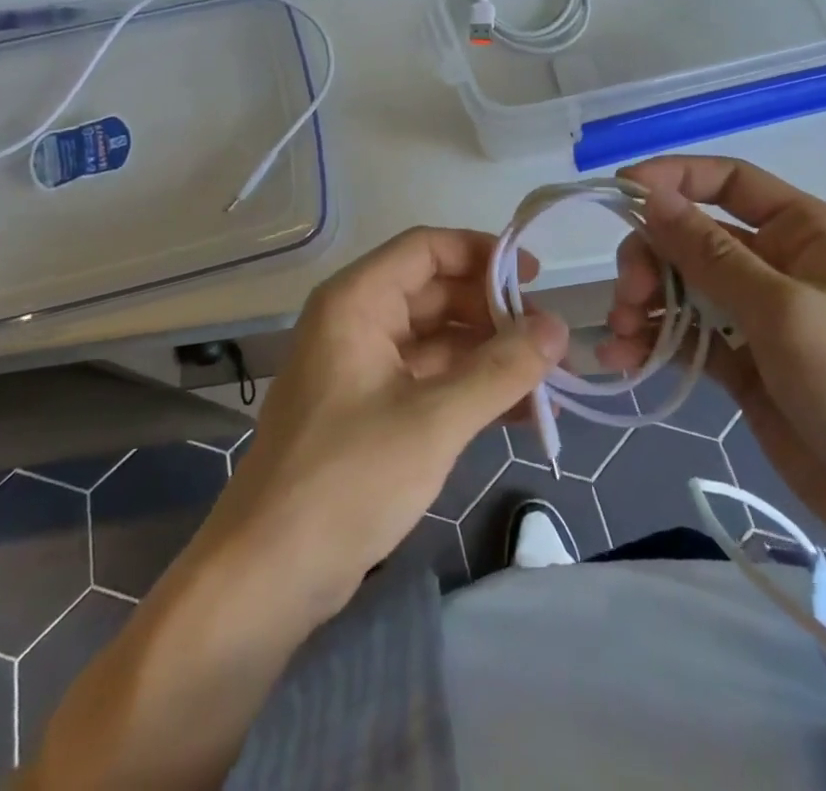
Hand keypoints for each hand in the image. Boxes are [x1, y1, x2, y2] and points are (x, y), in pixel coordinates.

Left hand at [197, 227, 567, 619]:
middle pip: (436, 292)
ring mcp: (363, 367)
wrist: (267, 577)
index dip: (482, 253)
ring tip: (550, 383)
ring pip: (438, 340)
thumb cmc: (347, 479)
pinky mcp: (371, 410)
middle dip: (495, 314)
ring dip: (491, 357)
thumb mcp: (434, 421)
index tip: (535, 278)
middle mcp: (357, 321)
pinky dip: (472, 390)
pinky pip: (430, 379)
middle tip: (551, 342)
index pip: (426, 248)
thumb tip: (558, 327)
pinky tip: (522, 414)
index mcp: (357, 301)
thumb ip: (500, 370)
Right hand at [598, 156, 825, 549]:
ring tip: (623, 338)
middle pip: (691, 236)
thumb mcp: (785, 311)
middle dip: (651, 258)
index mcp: (801, 231)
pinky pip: (684, 335)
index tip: (618, 191)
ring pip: (680, 285)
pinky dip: (653, 342)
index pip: (727, 181)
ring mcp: (755, 314)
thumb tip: (650, 196)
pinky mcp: (740, 361)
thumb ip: (710, 253)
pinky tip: (624, 362)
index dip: (671, 177)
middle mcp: (774, 263)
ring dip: (644, 302)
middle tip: (629, 297)